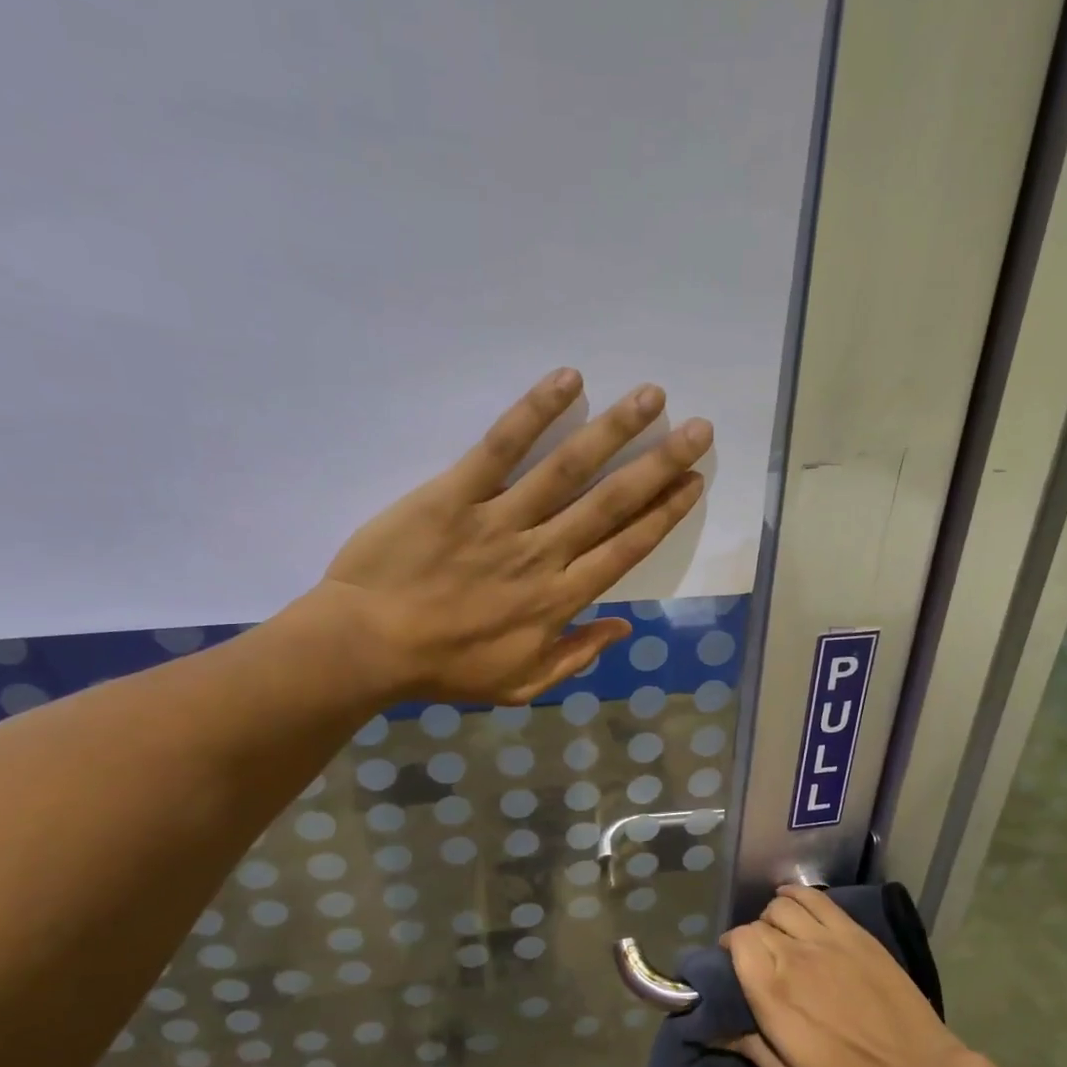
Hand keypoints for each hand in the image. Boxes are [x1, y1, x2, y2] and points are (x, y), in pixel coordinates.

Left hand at [302, 368, 708, 703]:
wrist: (368, 646)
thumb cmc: (444, 669)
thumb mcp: (520, 685)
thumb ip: (575, 657)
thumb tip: (623, 627)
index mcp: (559, 601)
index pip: (625, 550)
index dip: (664, 515)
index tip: (693, 483)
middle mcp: (542, 555)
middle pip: (611, 504)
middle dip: (659, 465)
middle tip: (698, 429)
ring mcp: (500, 521)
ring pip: (568, 470)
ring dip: (614, 431)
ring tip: (652, 397)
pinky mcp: (455, 494)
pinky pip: (500, 448)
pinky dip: (534, 413)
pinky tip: (569, 381)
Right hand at [722, 886, 966, 1066]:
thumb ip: (752, 1052)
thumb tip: (716, 1030)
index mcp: (774, 996)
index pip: (739, 943)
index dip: (732, 949)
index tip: (734, 965)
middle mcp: (795, 958)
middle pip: (758, 925)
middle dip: (751, 938)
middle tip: (759, 959)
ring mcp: (828, 941)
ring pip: (782, 906)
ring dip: (772, 918)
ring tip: (779, 935)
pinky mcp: (856, 934)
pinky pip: (816, 899)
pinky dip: (798, 895)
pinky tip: (794, 904)